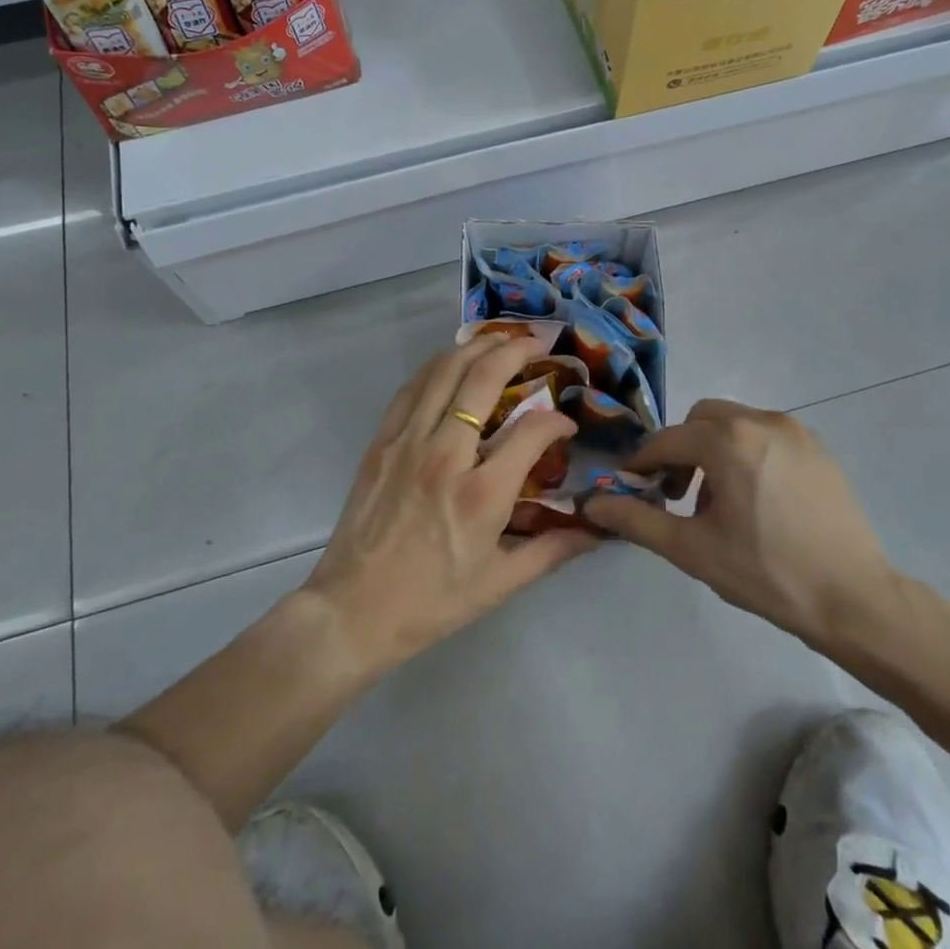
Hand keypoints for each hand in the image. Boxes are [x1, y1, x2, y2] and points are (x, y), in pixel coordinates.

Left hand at [303, 334, 597, 674]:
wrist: (353, 610)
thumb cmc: (431, 602)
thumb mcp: (500, 584)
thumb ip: (551, 550)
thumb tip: (596, 531)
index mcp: (481, 494)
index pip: (532, 431)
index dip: (556, 420)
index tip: (565, 424)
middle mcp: (445, 455)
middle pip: (483, 379)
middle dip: (516, 351)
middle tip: (538, 344)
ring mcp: (408, 442)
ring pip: (444, 371)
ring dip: (476, 347)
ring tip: (500, 340)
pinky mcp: (382, 441)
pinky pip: (412, 388)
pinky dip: (437, 366)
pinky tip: (452, 363)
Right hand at [580, 399, 902, 651]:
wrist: (856, 600)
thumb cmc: (767, 574)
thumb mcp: (692, 550)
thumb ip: (636, 520)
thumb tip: (591, 504)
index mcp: (728, 440)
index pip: (668, 440)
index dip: (643, 464)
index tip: (633, 489)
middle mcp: (761, 421)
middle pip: (701, 420)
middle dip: (682, 451)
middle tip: (678, 496)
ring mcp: (795, 431)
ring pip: (735, 424)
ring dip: (714, 451)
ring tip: (719, 503)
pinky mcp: (818, 449)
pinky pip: (766, 436)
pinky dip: (746, 453)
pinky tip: (755, 500)